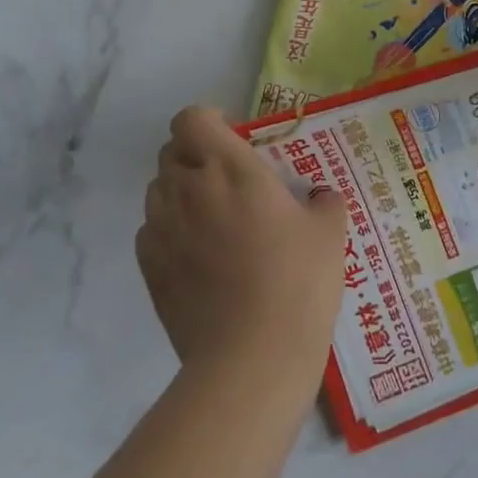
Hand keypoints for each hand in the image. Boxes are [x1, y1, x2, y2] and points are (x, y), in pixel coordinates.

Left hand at [138, 107, 347, 396]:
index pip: (192, 118)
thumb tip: (320, 197)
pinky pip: (151, 230)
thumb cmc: (296, 282)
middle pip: (172, 151)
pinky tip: (197, 256)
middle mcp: (188, 187)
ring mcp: (162, 228)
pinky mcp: (149, 267)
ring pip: (158, 189)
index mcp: (229, 167)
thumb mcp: (329, 233)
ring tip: (212, 220)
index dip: (209, 122)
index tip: (234, 140)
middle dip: (196, 156)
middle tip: (228, 182)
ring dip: (180, 192)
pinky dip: (169, 230)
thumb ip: (324, 203)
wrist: (251, 358)